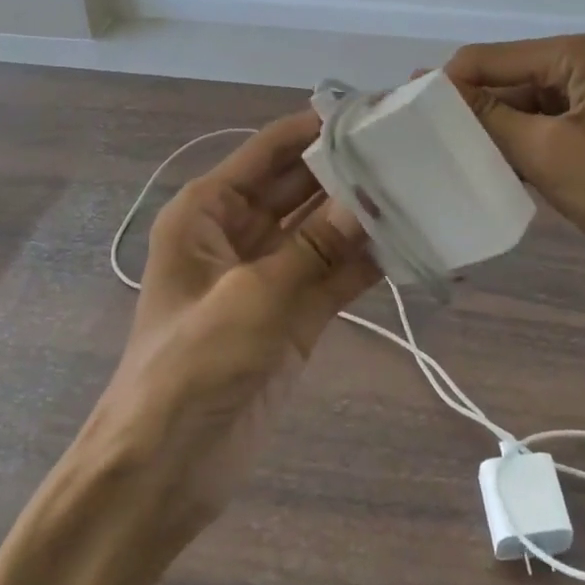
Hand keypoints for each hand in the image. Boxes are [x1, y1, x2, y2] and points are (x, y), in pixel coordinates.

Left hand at [81, 111, 378, 544]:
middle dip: (349, 169)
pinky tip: (411, 242)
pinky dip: (367, 260)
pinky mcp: (294, 313)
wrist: (162, 473)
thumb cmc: (190, 368)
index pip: (269, 150)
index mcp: (209, 211)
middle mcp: (239, 232)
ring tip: (422, 188)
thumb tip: (370, 198)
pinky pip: (335, 273)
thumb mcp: (252, 299)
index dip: (317, 127)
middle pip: (301, 186)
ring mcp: (269, 274)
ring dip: (363, 215)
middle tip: (411, 148)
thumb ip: (315, 248)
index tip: (373, 111)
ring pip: (323, 230)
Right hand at [444, 35, 584, 309]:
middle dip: (466, 110)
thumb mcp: (546, 151)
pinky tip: (486, 170)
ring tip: (445, 160)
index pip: (488, 58)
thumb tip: (429, 86)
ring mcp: (583, 97)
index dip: (447, 85)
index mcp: (573, 54)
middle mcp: (577, 64)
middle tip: (422, 145)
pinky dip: (511, 145)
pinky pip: (534, 127)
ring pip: (515, 106)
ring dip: (486, 131)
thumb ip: (487, 116)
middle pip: (501, 79)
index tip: (407, 121)